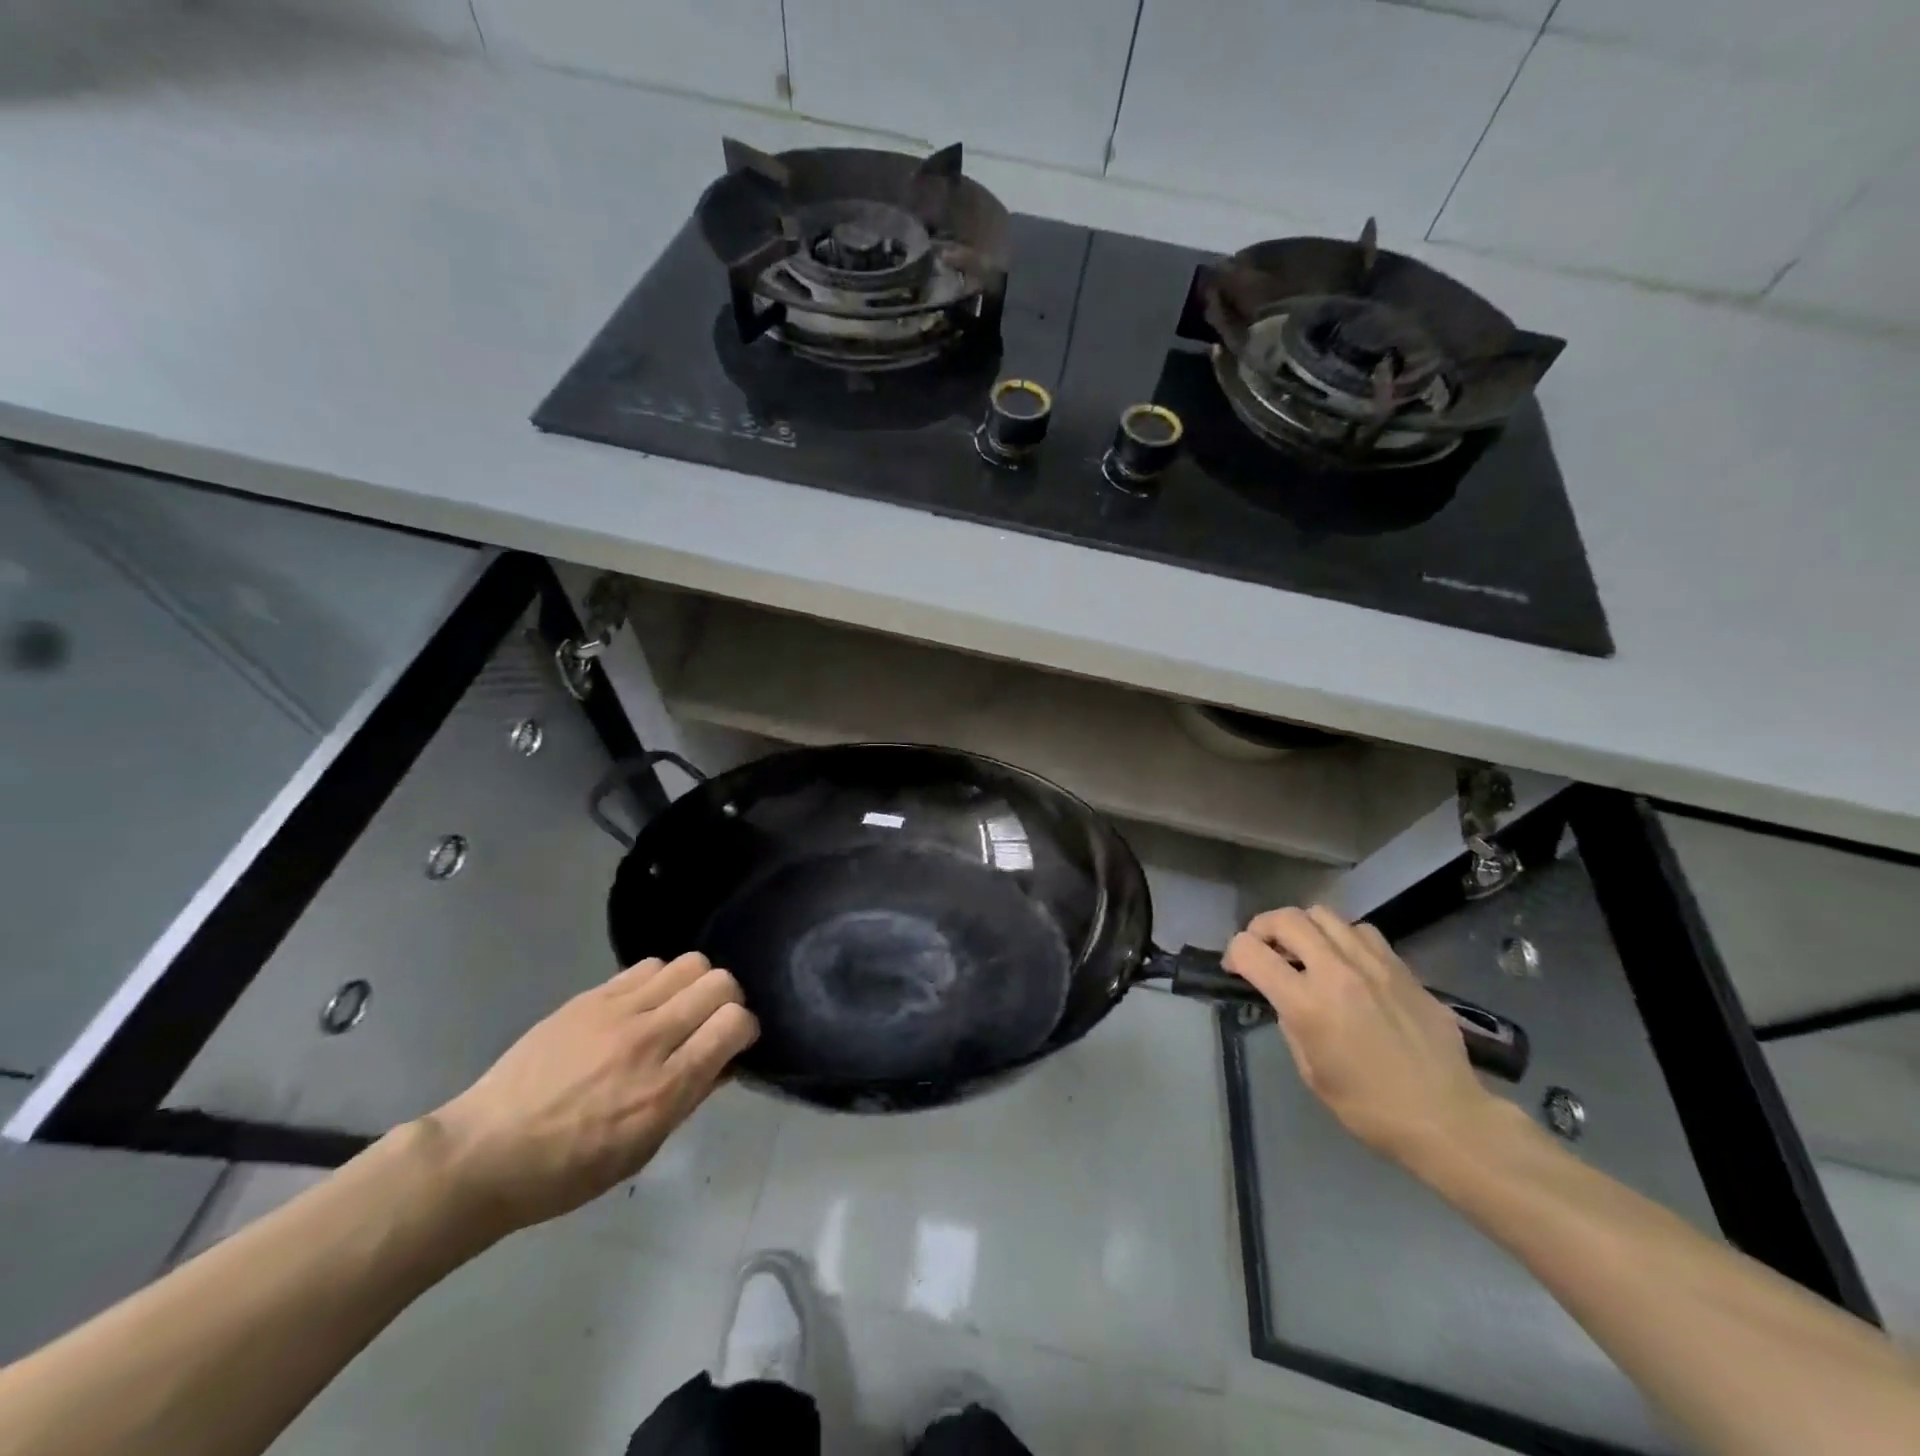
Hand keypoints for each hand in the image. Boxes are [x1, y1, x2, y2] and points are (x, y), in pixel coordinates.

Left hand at [423, 953, 757, 1234]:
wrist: (484, 1153)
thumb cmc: (567, 1171)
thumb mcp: (642, 1149)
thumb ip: (690, 1098)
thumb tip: (725, 1060)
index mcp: (663, 1089)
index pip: (734, 1023)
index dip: (745, 1029)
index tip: (734, 1044)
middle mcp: (647, 1040)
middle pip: (719, 982)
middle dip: (728, 1000)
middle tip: (710, 1023)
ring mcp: (616, 1012)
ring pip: (688, 963)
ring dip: (694, 985)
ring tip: (676, 1011)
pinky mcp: (589, 997)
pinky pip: (647, 966)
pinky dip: (659, 981)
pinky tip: (644, 1006)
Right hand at [1225, 906, 1504, 1163]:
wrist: (1446, 1118)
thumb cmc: (1369, 1107)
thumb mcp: (1311, 1071)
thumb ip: (1291, 1022)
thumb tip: (1285, 996)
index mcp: (1307, 1004)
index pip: (1251, 951)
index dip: (1234, 954)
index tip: (1236, 969)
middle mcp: (1337, 972)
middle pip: (1286, 918)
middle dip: (1262, 928)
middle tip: (1263, 949)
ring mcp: (1374, 965)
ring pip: (1324, 914)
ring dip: (1303, 928)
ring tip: (1306, 950)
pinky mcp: (1402, 968)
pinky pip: (1362, 931)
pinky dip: (1342, 937)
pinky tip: (1347, 962)